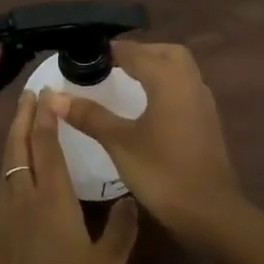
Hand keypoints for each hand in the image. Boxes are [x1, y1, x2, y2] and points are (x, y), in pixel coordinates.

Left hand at [0, 90, 139, 263]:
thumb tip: (127, 199)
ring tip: (21, 125)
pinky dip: (7, 168)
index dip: (47, 116)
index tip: (47, 93)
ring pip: (5, 164)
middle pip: (18, 145)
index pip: (47, 145)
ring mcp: (1, 213)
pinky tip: (12, 176)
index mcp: (52, 198)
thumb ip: (120, 230)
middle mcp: (22, 196)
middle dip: (23, 117)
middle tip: (29, 95)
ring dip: (13, 139)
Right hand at [50, 41, 245, 246]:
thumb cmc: (162, 172)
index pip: (136, 52)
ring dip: (155, 68)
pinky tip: (147, 107)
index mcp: (169, 80)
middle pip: (165, 53)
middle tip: (111, 65)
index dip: (110, 51)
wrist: (209, 212)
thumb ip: (89, 115)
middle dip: (139, 53)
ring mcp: (203, 103)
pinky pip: (184, 89)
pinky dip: (165, 87)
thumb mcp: (119, 142)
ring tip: (125, 82)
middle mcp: (190, 83)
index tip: (86, 56)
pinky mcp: (207, 122)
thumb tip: (53, 96)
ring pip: (179, 70)